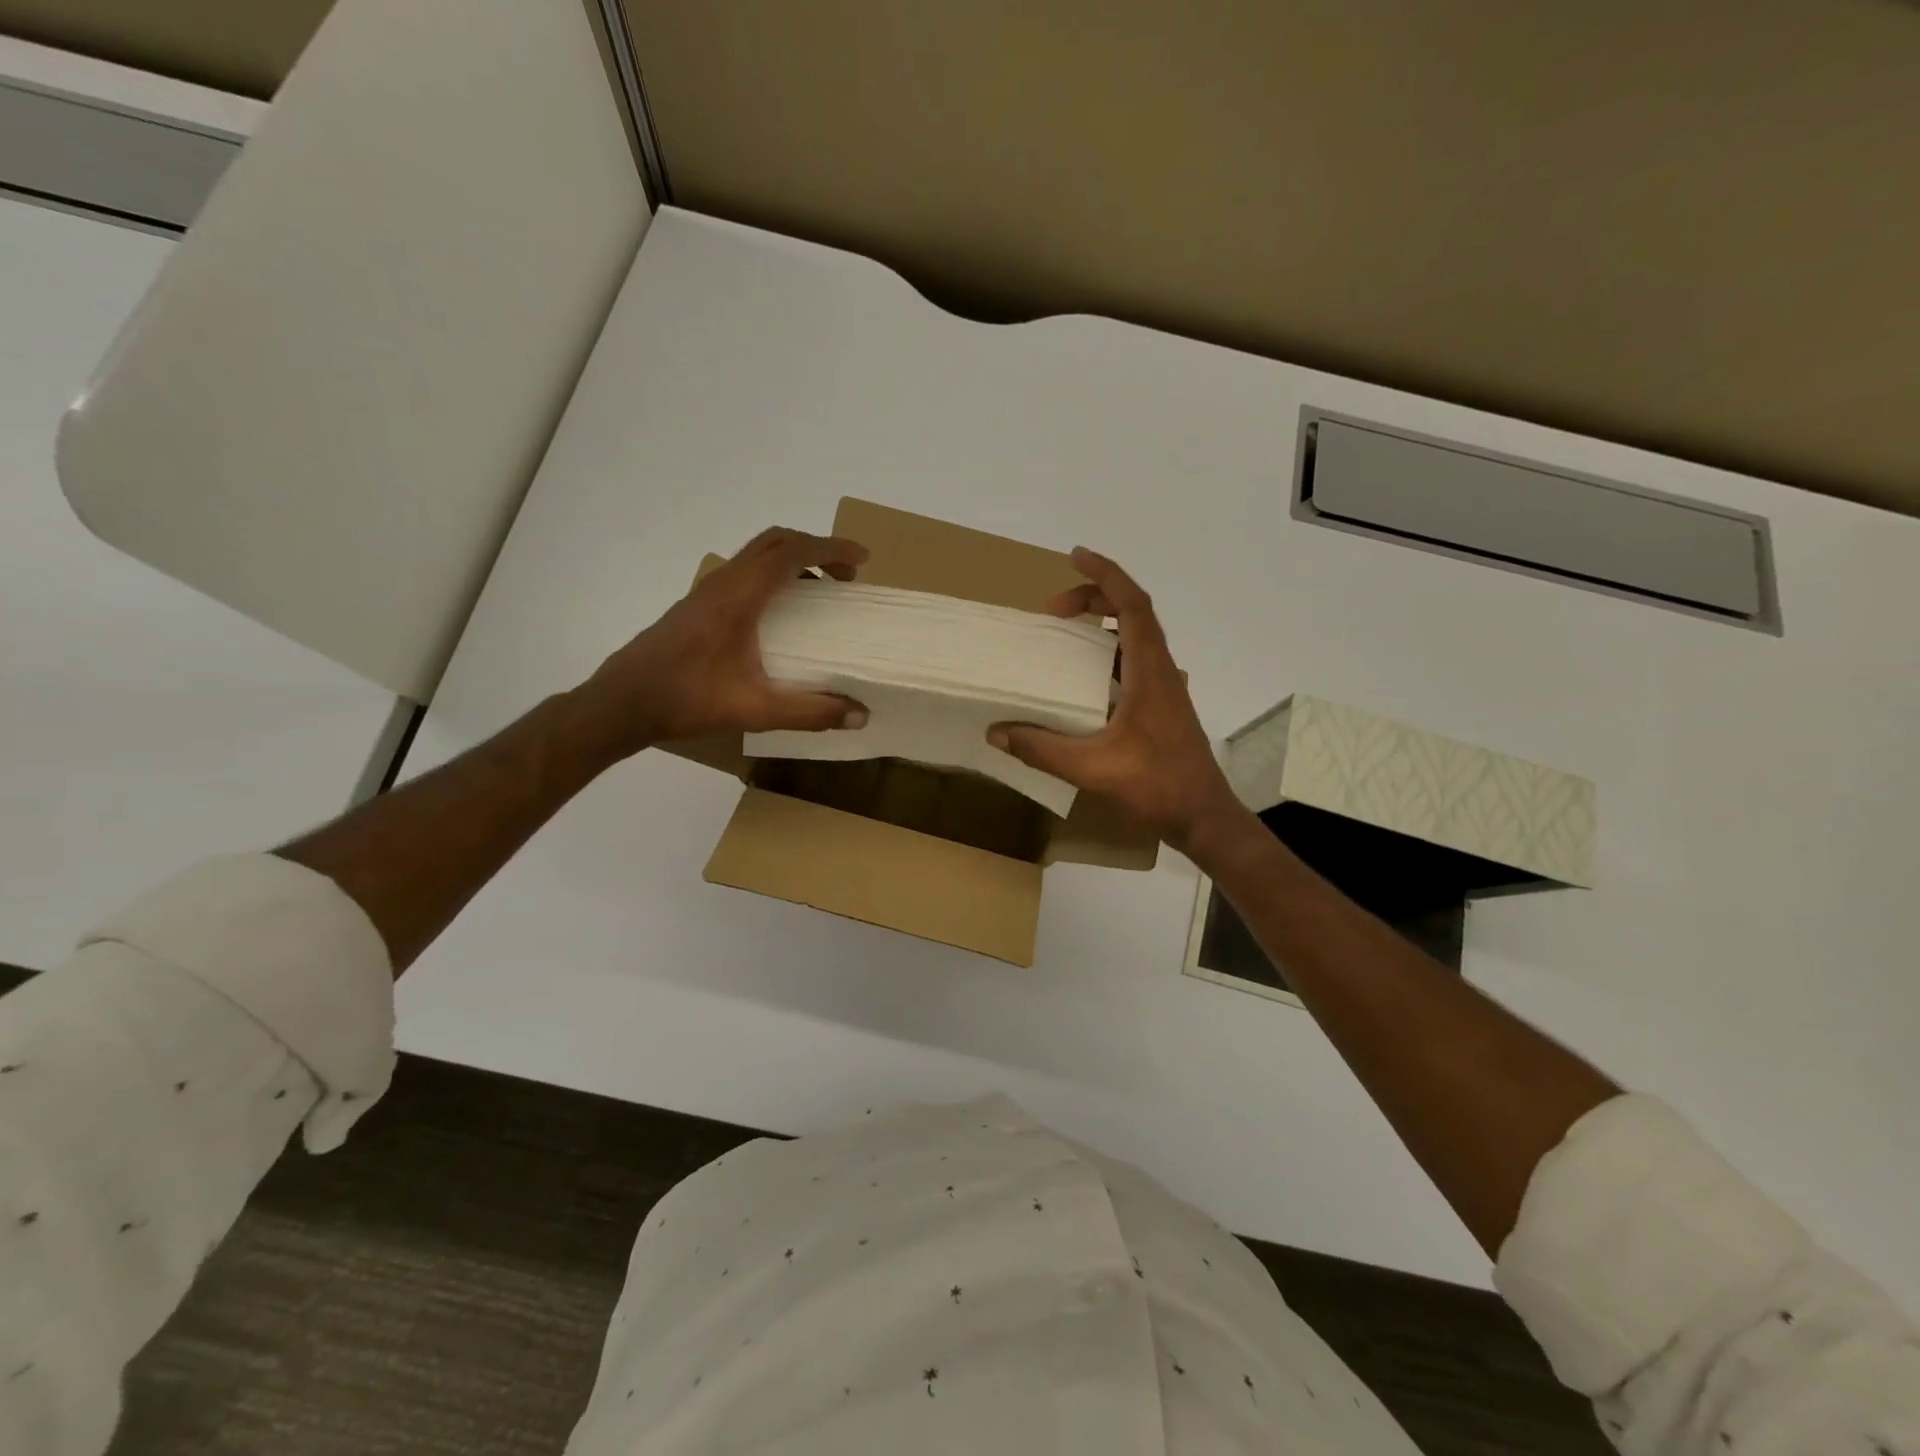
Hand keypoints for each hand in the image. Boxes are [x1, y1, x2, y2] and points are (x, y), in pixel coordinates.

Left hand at [565, 527, 870, 763]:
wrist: (622, 702)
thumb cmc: (687, 699)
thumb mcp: (756, 710)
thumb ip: (811, 712)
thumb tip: (860, 717)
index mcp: (740, 596)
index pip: (793, 553)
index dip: (832, 549)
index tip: (863, 560)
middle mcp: (723, 582)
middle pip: (776, 541)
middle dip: (817, 550)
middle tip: (846, 577)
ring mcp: (706, 591)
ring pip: (756, 554)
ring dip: (793, 561)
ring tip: (819, 592)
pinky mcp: (697, 604)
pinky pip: (743, 571)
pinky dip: (772, 575)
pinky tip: (778, 614)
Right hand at [988, 548, 1246, 854]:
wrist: (1202, 816)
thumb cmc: (1156, 786)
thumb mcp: (1092, 768)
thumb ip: (1042, 749)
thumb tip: (996, 732)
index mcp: (1150, 672)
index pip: (1133, 605)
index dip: (1106, 575)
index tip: (1076, 555)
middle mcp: (1161, 671)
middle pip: (1135, 613)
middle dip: (1095, 598)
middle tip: (1054, 609)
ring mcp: (1165, 688)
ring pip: (1136, 637)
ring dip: (1104, 623)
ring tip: (1066, 630)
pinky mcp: (1162, 706)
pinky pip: (1134, 661)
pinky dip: (1109, 651)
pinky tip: (1085, 677)